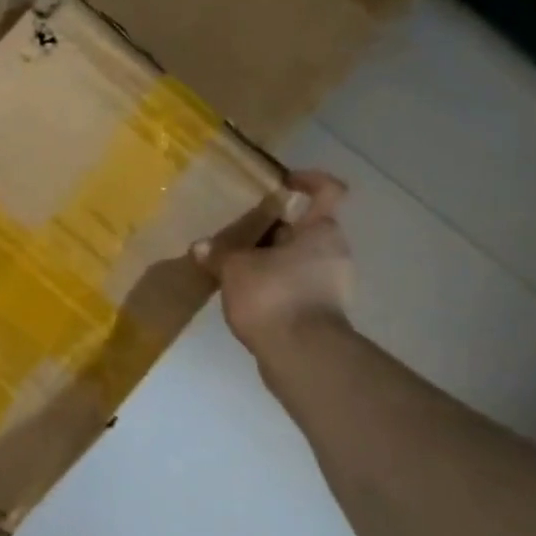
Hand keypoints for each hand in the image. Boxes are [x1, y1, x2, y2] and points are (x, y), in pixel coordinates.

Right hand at [193, 169, 352, 353]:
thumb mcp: (235, 269)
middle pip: (305, 229)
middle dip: (274, 229)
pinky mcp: (324, 313)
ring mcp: (333, 285)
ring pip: (300, 259)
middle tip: (241, 233)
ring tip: (237, 266)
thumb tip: (201, 247)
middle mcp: (334, 253)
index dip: (308, 180)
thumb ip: (219, 254)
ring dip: (273, 260)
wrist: (302, 356)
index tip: (283, 182)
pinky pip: (297, 286)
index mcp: (321, 231)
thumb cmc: (274, 296)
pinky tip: (247, 295)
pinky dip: (276, 286)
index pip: (327, 191)